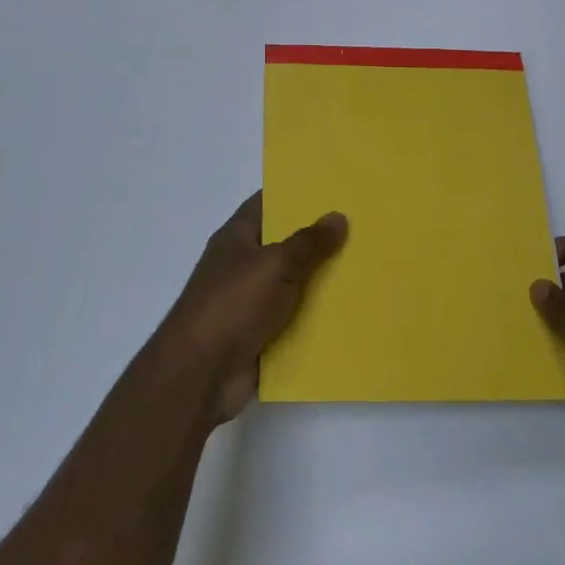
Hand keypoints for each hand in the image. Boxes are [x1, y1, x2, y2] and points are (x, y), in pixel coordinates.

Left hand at [156, 191, 347, 423]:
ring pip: (293, 284)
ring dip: (321, 281)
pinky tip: (350, 311)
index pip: (267, 203)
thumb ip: (309, 243)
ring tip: (365, 267)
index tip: (332, 189)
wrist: (200, 375)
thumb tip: (338, 216)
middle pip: (285, 244)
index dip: (296, 194)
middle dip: (317, 239)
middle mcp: (242, 265)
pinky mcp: (260, 336)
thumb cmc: (233, 305)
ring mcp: (250, 302)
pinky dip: (315, 318)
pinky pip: (294, 320)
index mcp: (237, 237)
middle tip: (360, 227)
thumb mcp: (275, 265)